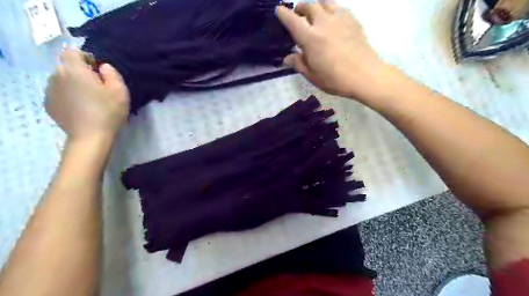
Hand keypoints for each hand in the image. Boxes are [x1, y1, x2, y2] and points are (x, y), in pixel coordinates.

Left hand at [45, 50, 129, 141]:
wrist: (91, 137)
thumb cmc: (108, 111)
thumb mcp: (120, 90)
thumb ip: (112, 73)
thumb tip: (103, 67)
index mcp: (74, 70)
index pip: (73, 52)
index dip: (86, 58)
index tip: (98, 71)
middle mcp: (56, 76)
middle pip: (67, 67)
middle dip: (81, 73)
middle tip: (97, 88)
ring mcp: (50, 91)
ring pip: (62, 81)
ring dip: (73, 85)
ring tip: (88, 100)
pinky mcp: (49, 105)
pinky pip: (59, 94)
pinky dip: (68, 97)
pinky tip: (81, 109)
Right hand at [277, 1, 396, 100]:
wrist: (366, 75)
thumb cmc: (336, 79)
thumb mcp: (312, 76)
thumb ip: (299, 64)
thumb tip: (287, 58)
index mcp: (310, 38)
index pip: (292, 20)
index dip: (283, 13)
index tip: (279, 11)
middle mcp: (323, 23)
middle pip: (308, 5)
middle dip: (300, 8)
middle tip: (298, 16)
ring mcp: (340, 18)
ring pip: (324, 1)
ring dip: (316, 5)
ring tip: (315, 14)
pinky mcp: (353, 20)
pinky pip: (339, 7)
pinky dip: (331, 9)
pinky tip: (332, 20)